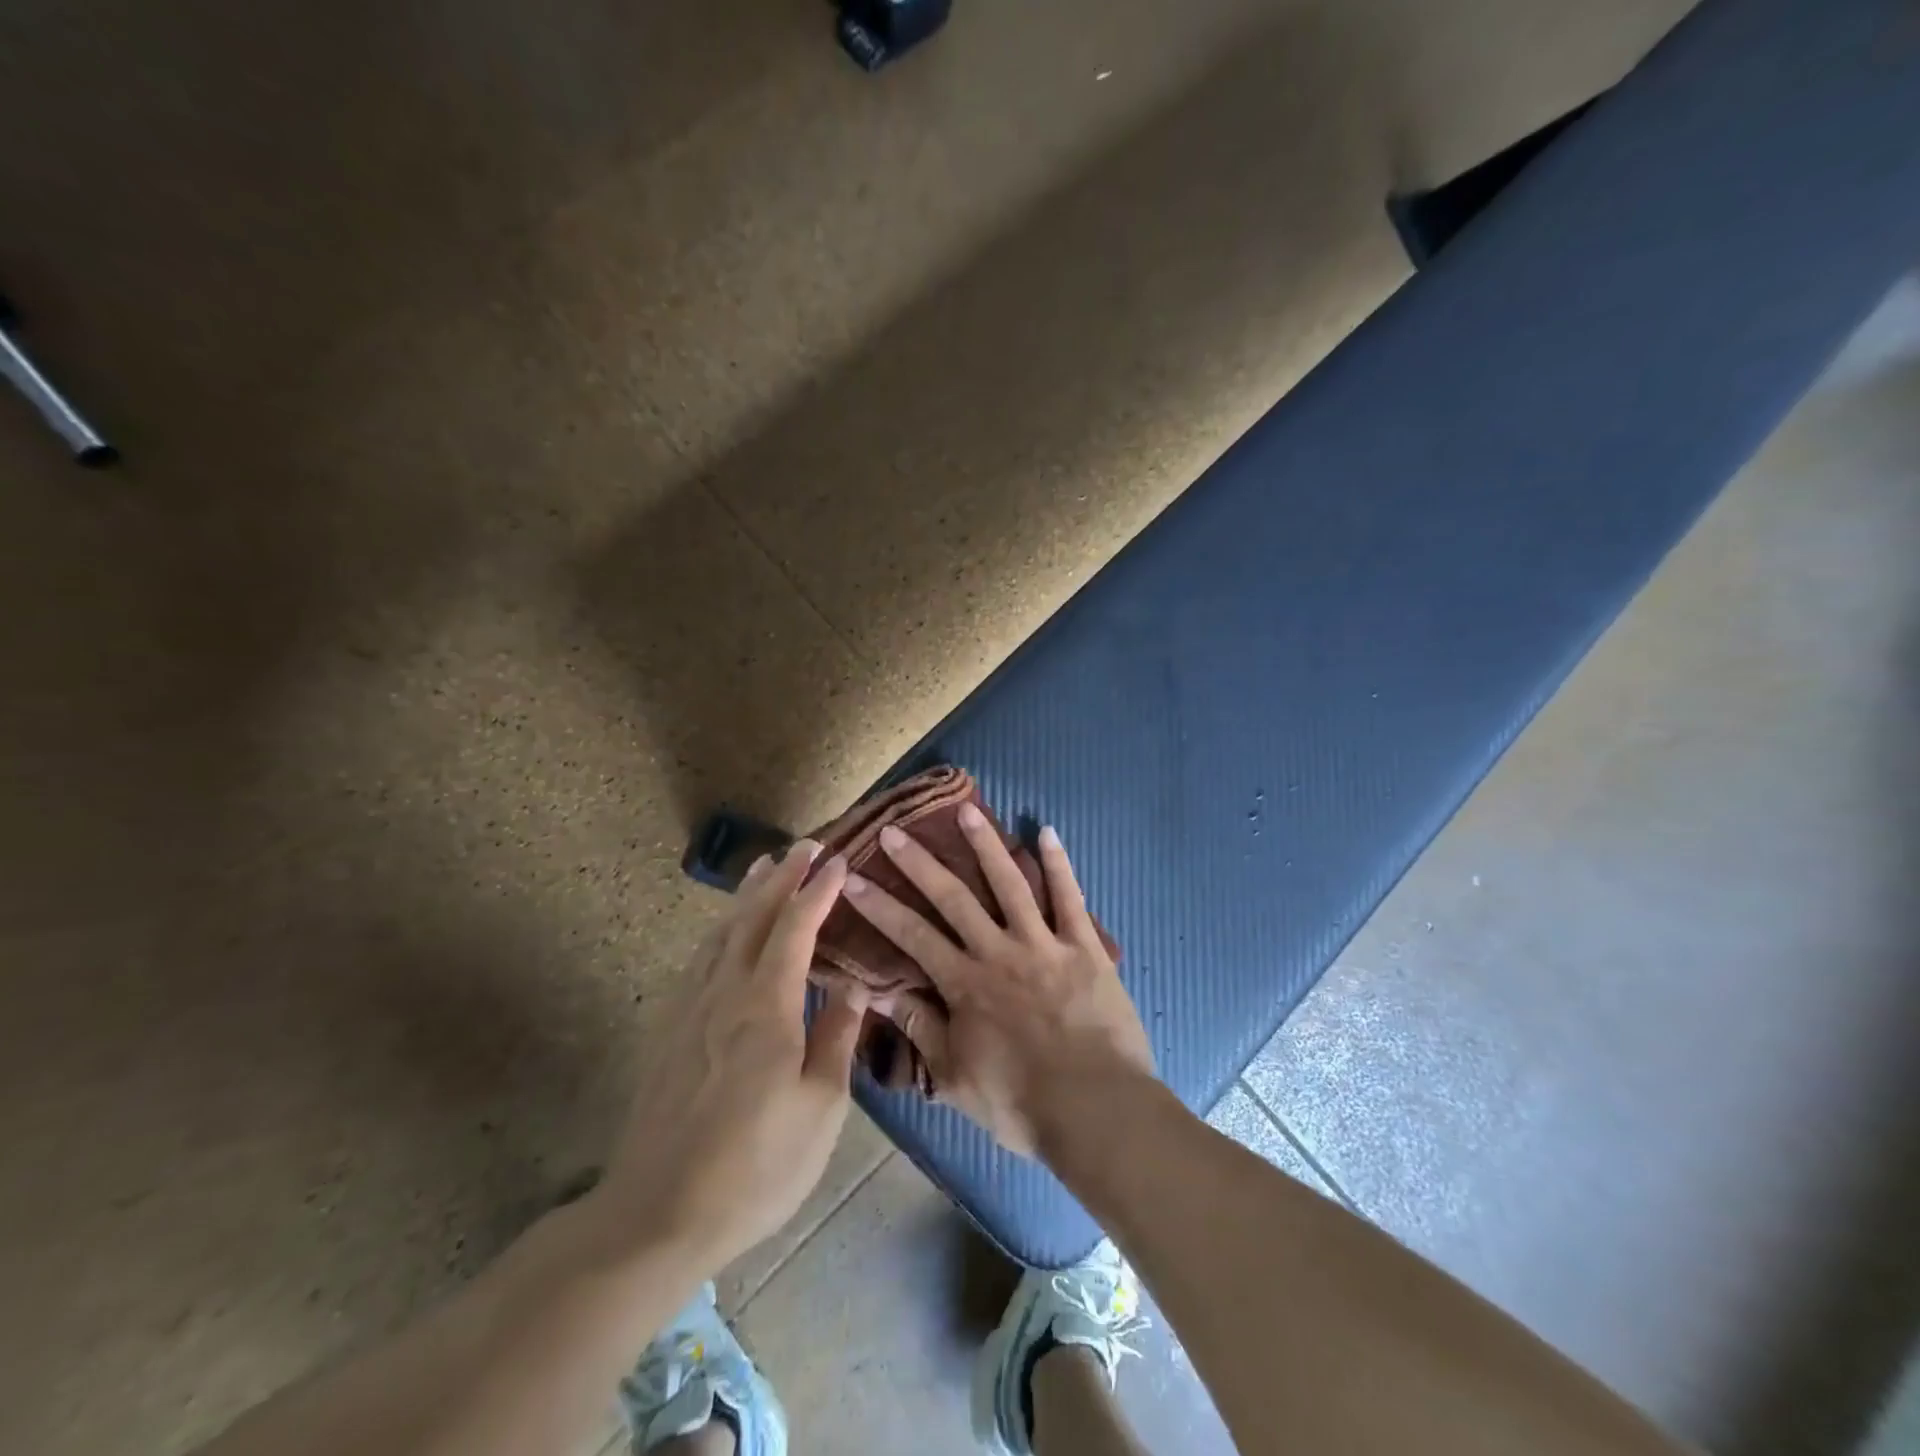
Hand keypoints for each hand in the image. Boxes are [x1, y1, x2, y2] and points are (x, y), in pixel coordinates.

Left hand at [593, 842, 863, 1272]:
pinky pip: (701, 960)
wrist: (656, 1214)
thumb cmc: (755, 1166)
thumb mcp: (819, 1109)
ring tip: (763, 869)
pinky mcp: (670, 1032)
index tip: (837, 860)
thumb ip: (835, 1038)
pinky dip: (721, 930)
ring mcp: (690, 1010)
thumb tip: (853, 987)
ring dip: (746, 897)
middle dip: (781, 878)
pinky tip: (725, 934)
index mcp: (765, 1007)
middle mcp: (724, 993)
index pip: (795, 929)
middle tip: (803, 844)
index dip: (817, 891)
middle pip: (753, 919)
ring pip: (721, 934)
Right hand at [841, 807, 1153, 1156]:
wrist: (1096, 1111)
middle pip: (953, 897)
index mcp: (965, 983)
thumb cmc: (1021, 1103)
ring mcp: (1044, 944)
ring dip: (986, 845)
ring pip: (1010, 883)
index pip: (911, 935)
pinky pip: (1070, 897)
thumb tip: (879, 992)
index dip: (879, 905)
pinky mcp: (1085, 946)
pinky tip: (1047, 832)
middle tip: (893, 831)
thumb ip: (919, 1029)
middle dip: (919, 863)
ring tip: (966, 810)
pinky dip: (1059, 864)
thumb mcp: (955, 1077)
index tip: (852, 877)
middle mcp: (998, 951)